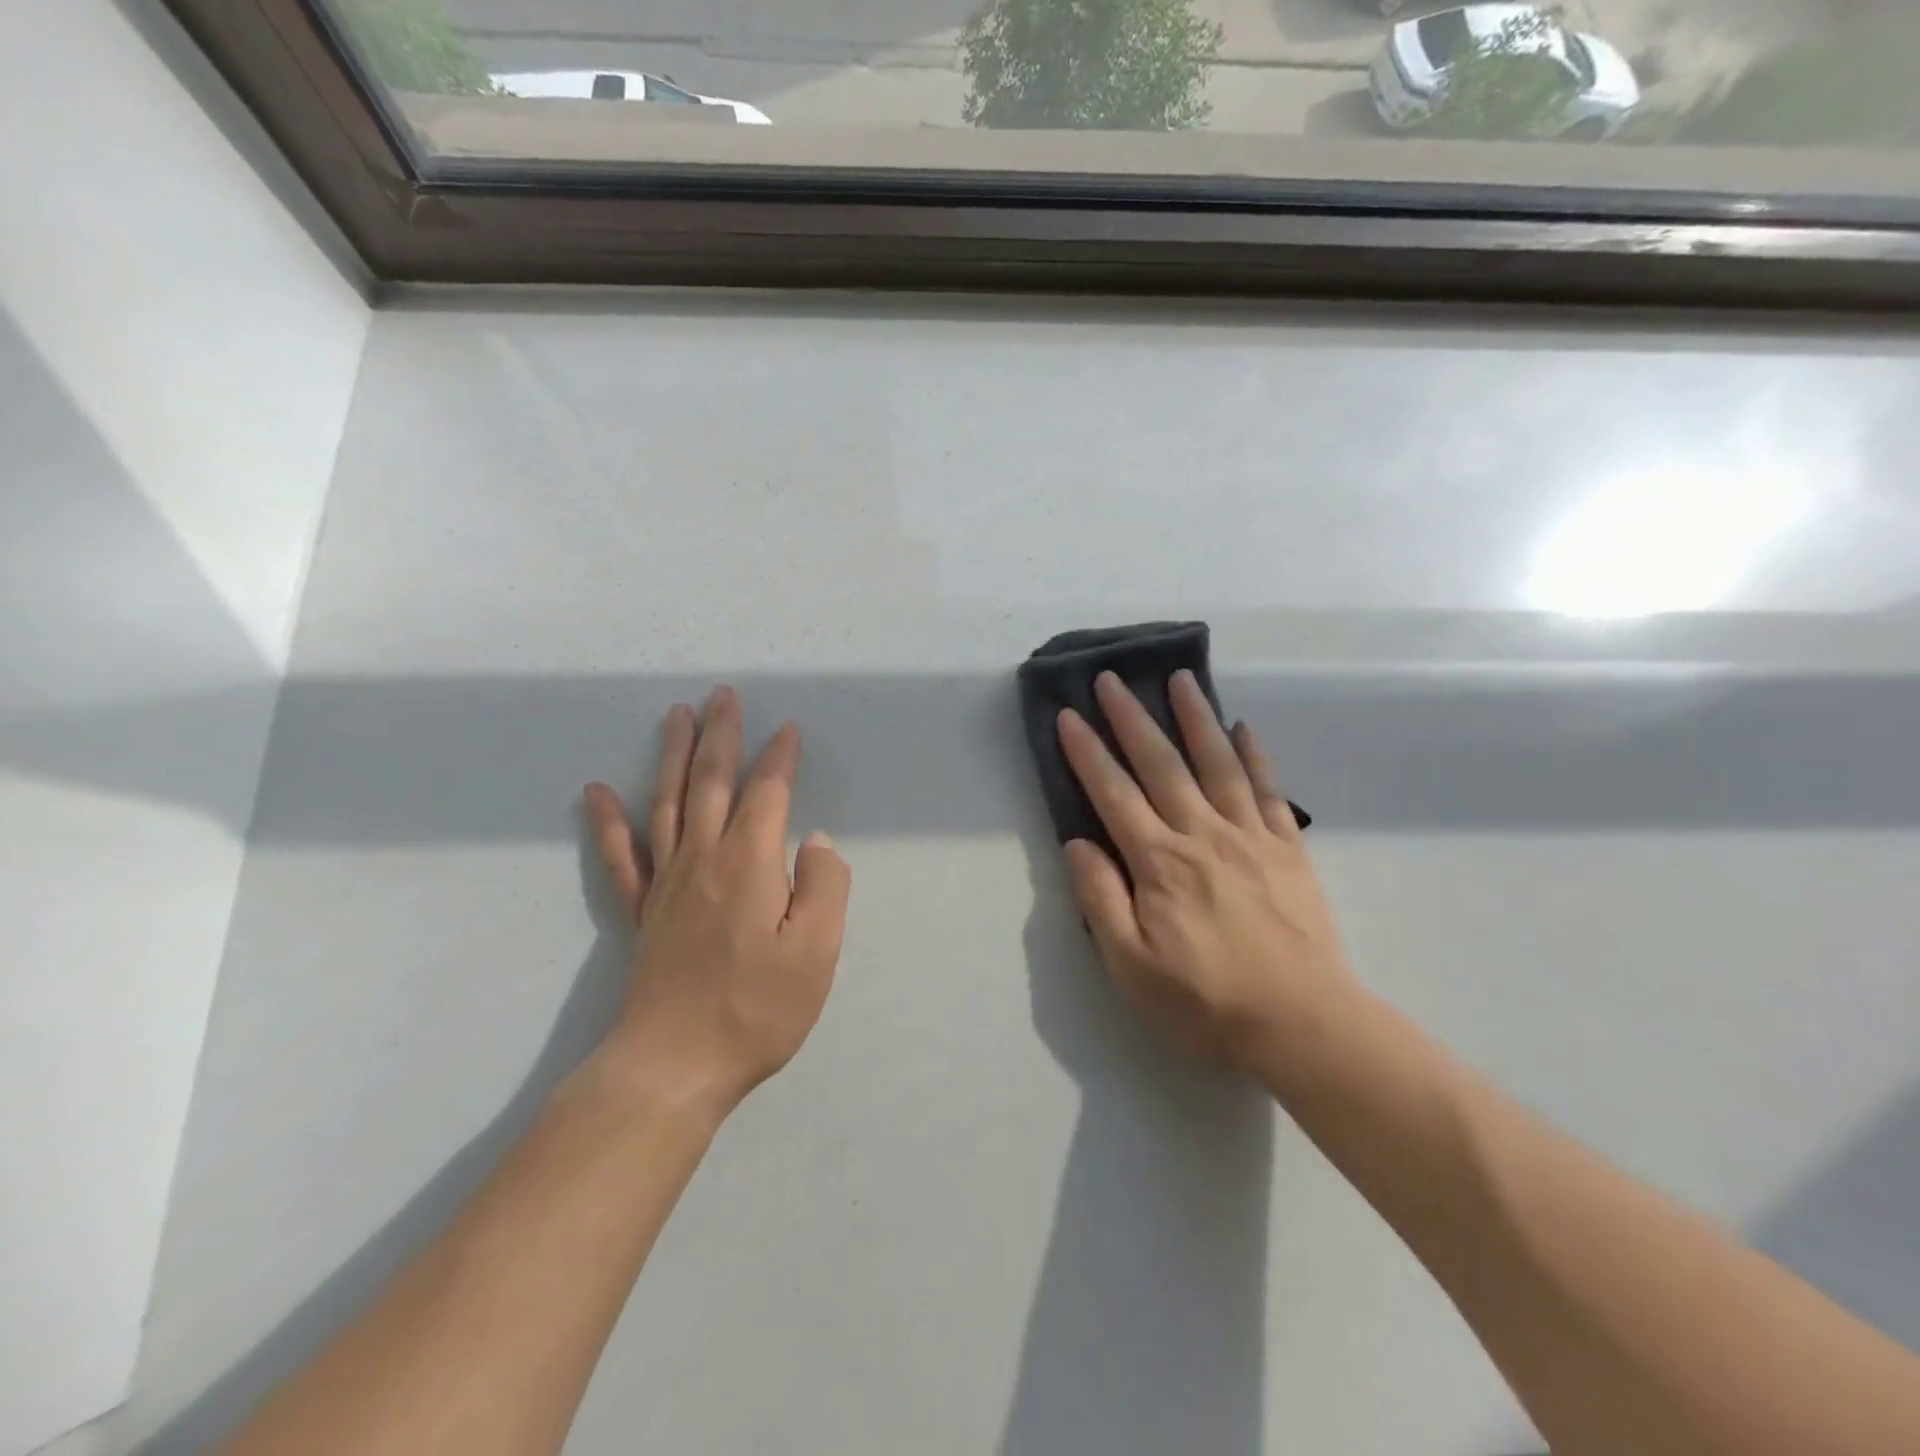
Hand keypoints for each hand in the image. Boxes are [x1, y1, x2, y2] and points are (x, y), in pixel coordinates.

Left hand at [583, 687, 850, 1121]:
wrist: (672, 1066)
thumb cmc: (755, 1009)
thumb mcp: (816, 953)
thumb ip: (825, 888)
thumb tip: (817, 842)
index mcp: (749, 864)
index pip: (767, 793)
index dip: (779, 758)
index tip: (789, 729)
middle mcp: (703, 859)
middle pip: (712, 781)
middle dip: (721, 735)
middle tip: (722, 695)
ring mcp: (665, 883)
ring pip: (667, 802)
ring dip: (673, 755)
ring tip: (675, 716)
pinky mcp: (641, 912)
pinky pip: (621, 856)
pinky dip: (608, 821)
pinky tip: (596, 792)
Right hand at [1057, 670, 1354, 1078]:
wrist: (1305, 1026)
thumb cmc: (1206, 1003)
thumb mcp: (1131, 967)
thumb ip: (1100, 900)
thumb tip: (1077, 843)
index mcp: (1159, 864)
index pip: (1113, 794)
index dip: (1087, 752)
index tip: (1069, 715)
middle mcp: (1202, 835)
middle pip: (1160, 764)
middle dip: (1131, 718)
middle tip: (1111, 678)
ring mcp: (1250, 837)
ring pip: (1217, 763)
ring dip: (1195, 717)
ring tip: (1180, 679)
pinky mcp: (1287, 848)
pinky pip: (1268, 789)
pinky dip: (1255, 754)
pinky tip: (1243, 728)